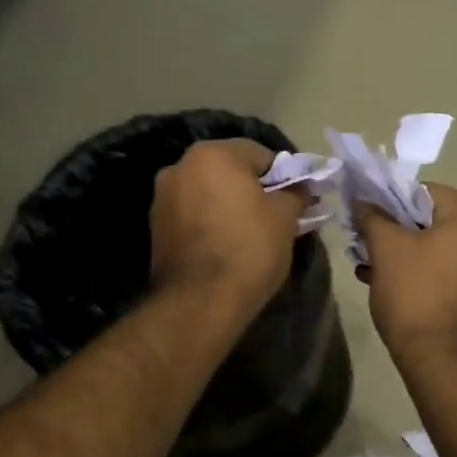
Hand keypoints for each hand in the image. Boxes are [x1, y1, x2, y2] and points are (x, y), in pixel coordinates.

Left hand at [150, 140, 305, 310]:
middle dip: (254, 190)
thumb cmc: (249, 249)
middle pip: (231, 171)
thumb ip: (295, 194)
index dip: (284, 177)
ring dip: (231, 206)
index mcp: (213, 154)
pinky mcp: (156, 227)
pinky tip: (227, 246)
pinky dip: (211, 223)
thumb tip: (301, 188)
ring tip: (251, 236)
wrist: (199, 302)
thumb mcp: (285, 218)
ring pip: (210, 193)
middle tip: (277, 218)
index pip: (261, 155)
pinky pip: (194, 215)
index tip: (297, 201)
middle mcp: (180, 166)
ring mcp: (162, 197)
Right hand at [354, 185, 456, 362]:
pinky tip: (396, 290)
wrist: (448, 362)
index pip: (426, 193)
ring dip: (408, 256)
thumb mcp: (387, 249)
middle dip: (397, 233)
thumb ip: (373, 217)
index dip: (391, 202)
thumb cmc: (417, 295)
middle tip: (366, 248)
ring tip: (372, 272)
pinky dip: (427, 275)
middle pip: (435, 222)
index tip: (367, 221)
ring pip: (442, 250)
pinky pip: (454, 273)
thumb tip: (363, 201)